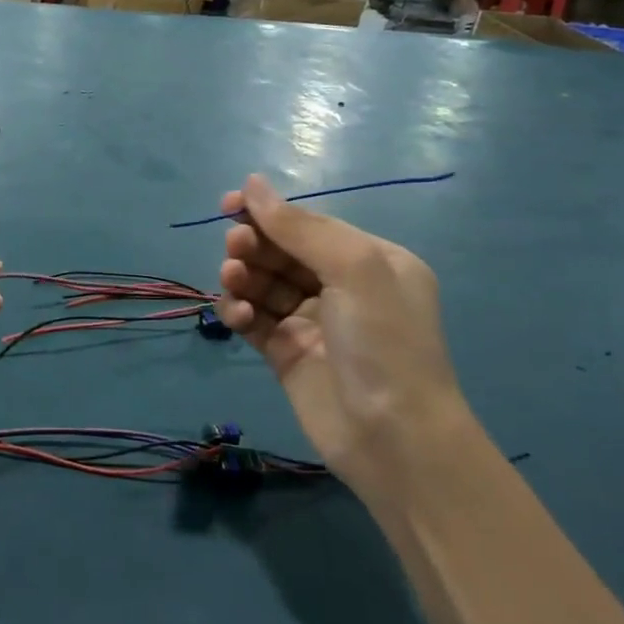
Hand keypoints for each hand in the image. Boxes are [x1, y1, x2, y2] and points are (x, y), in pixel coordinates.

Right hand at [214, 176, 463, 490]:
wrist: (395, 440)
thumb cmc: (384, 342)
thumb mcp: (353, 269)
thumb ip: (299, 227)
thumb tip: (253, 183)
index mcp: (369, 260)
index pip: (309, 224)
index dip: (268, 212)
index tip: (228, 204)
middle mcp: (342, 287)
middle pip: (282, 251)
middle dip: (254, 244)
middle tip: (235, 248)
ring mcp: (313, 322)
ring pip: (263, 283)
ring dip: (243, 275)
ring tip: (233, 280)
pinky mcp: (287, 354)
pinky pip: (254, 319)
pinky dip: (239, 311)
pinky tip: (235, 315)